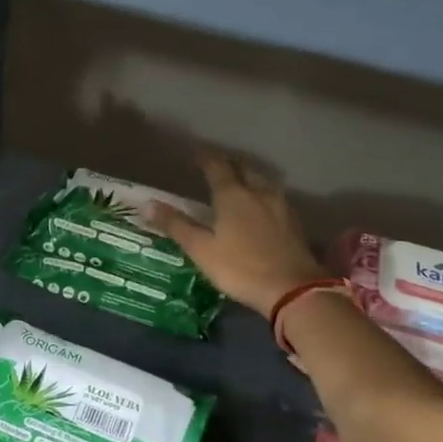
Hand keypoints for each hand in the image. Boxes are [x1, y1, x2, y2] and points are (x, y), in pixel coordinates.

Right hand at [147, 150, 327, 318]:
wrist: (293, 289)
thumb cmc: (241, 268)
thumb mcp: (202, 250)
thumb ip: (177, 225)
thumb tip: (148, 204)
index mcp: (233, 195)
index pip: (216, 166)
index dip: (204, 157)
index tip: (193, 152)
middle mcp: (258, 192)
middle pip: (243, 168)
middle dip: (228, 163)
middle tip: (214, 165)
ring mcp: (280, 205)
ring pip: (262, 180)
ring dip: (247, 176)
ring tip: (237, 182)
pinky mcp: (294, 221)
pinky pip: (274, 196)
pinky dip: (261, 193)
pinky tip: (259, 205)